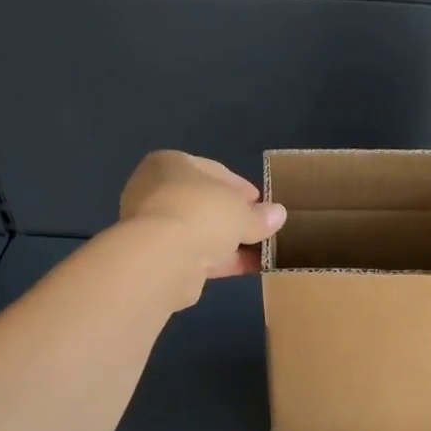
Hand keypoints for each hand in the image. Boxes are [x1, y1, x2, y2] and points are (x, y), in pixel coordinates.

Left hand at [118, 151, 285, 301]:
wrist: (162, 257)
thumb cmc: (202, 212)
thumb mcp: (242, 211)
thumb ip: (259, 215)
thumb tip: (278, 214)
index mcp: (169, 163)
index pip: (212, 170)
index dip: (240, 187)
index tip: (261, 203)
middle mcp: (155, 190)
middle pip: (204, 202)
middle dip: (233, 216)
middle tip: (260, 227)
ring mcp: (153, 226)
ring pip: (199, 230)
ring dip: (228, 241)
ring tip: (261, 251)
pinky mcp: (156, 257)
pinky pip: (195, 254)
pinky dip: (219, 259)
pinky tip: (248, 267)